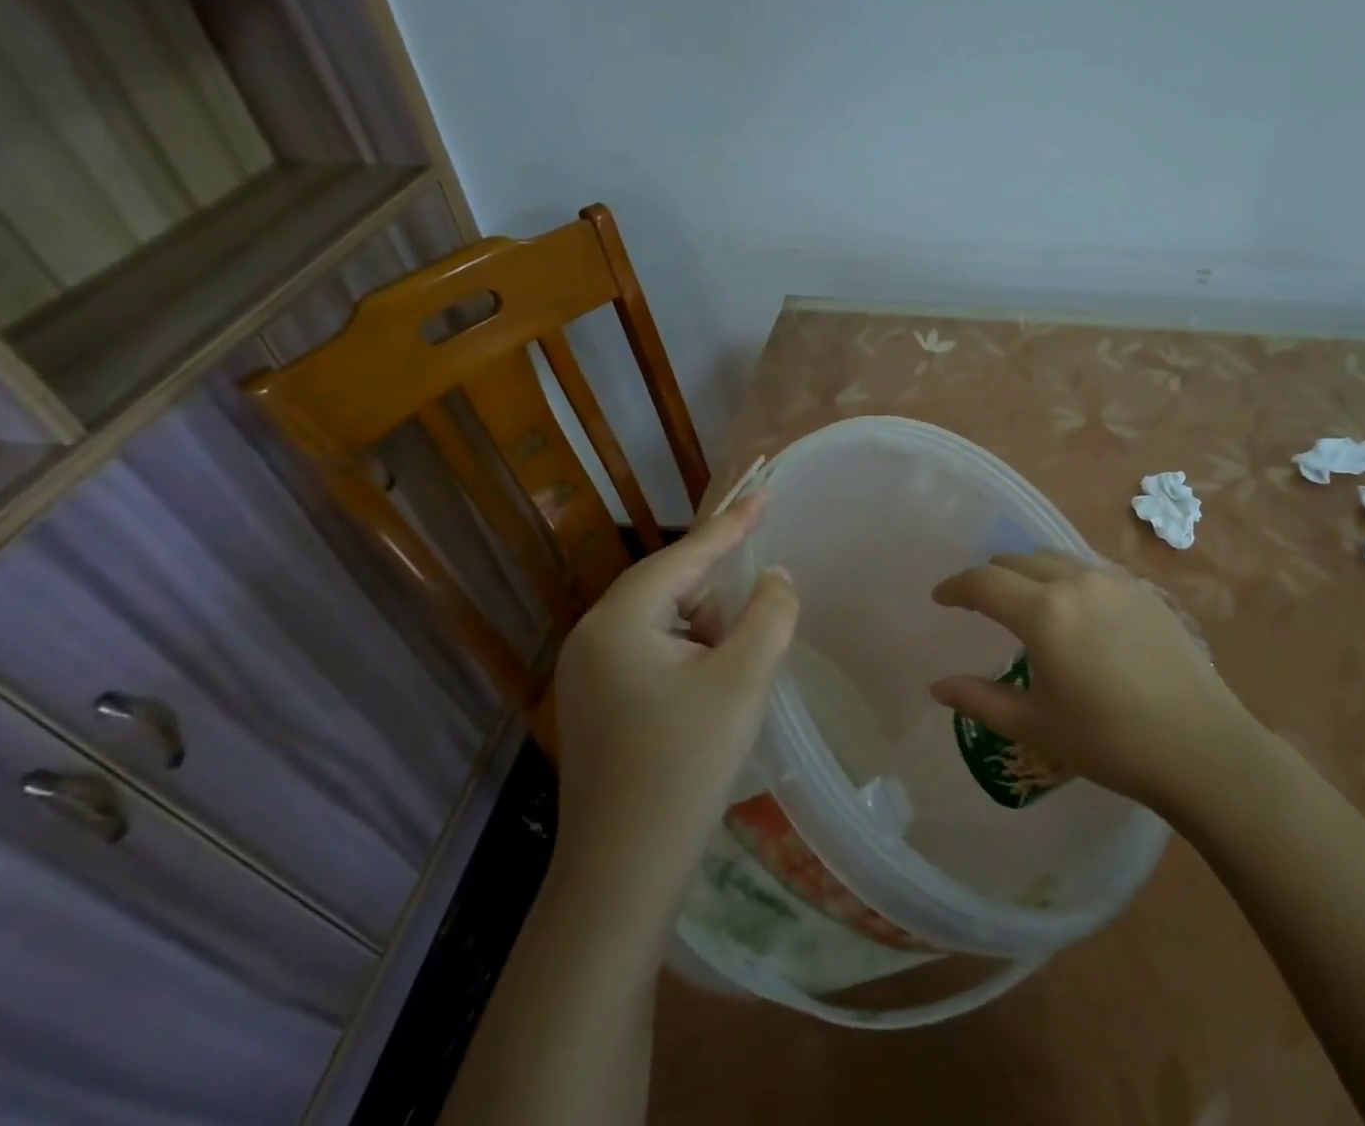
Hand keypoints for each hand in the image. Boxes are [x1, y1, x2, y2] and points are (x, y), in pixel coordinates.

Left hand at [552, 494, 796, 880]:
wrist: (622, 876)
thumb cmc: (684, 766)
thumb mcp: (742, 680)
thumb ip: (769, 614)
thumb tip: (777, 578)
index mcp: (619, 620)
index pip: (685, 555)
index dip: (732, 522)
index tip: (764, 489)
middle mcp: (593, 636)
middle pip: (670, 586)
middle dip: (719, 592)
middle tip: (760, 610)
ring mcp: (588, 672)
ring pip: (663, 621)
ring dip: (706, 629)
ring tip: (737, 667)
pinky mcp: (596, 703)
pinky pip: (650, 652)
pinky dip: (689, 654)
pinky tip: (711, 686)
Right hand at [930, 551, 1249, 810]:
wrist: (1201, 746)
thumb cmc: (1109, 741)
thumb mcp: (1035, 725)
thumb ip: (980, 700)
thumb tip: (937, 686)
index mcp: (1044, 612)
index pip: (984, 582)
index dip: (955, 587)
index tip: (940, 598)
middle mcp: (1075, 581)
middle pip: (1016, 560)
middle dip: (990, 576)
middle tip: (979, 604)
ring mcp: (1113, 581)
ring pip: (1054, 557)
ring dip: (1027, 571)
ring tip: (1024, 601)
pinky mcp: (1142, 590)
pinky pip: (1088, 568)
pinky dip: (1064, 576)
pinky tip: (1073, 609)